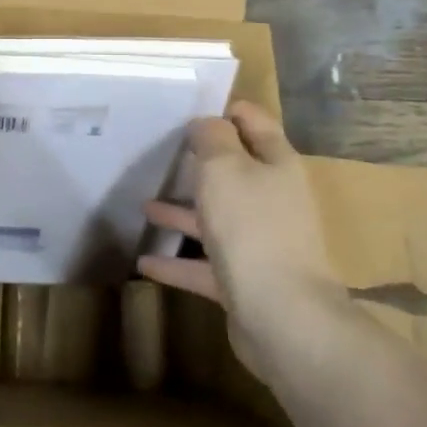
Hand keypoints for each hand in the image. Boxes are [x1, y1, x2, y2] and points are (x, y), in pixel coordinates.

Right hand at [140, 102, 349, 379]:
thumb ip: (212, 138)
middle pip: (233, 173)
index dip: (226, 111)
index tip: (189, 110)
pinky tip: (144, 263)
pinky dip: (175, 262)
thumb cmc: (251, 227)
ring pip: (215, 219)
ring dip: (180, 213)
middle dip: (198, 164)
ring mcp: (260, 243)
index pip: (254, 123)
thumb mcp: (224, 168)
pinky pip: (204, 265)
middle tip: (160, 155)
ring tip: (143, 208)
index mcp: (276, 165)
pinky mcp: (245, 281)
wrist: (283, 317)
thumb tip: (206, 123)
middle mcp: (272, 200)